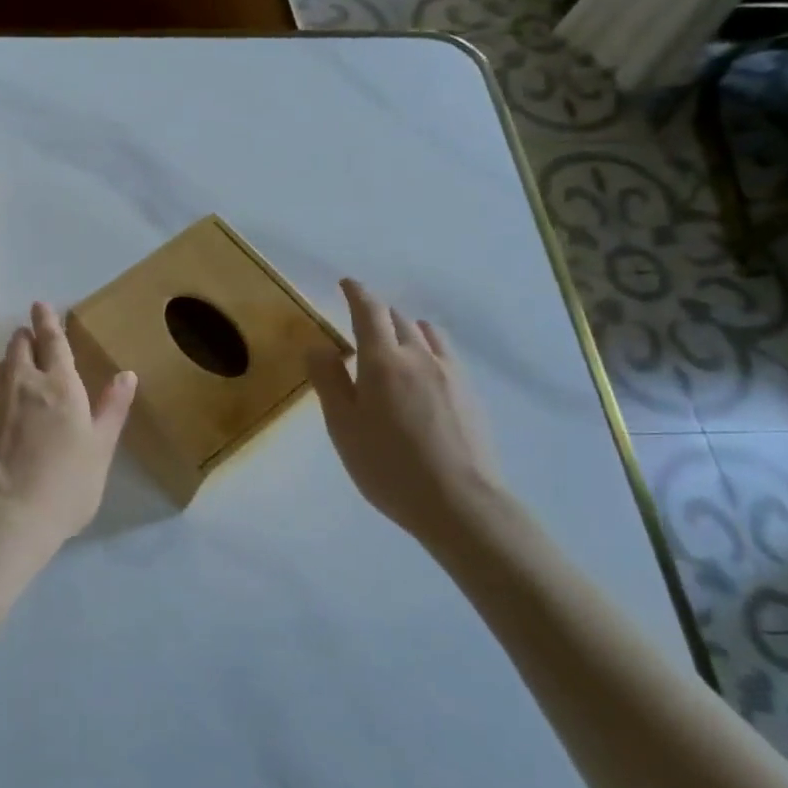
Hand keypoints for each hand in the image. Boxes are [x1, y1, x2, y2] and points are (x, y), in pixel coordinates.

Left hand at [0, 302, 136, 575]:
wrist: (6, 518)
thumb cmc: (66, 485)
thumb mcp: (100, 449)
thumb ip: (112, 410)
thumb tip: (127, 375)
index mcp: (60, 386)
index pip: (53, 343)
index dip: (47, 322)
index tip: (40, 305)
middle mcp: (24, 386)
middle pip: (20, 348)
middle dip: (26, 336)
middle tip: (29, 333)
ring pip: (0, 368)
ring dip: (10, 360)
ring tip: (17, 364)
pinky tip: (4, 408)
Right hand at [307, 279, 504, 545]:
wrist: (460, 503)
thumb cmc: (388, 466)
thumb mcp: (343, 427)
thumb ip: (329, 381)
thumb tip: (318, 346)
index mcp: (382, 361)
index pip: (369, 311)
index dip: (356, 293)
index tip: (346, 283)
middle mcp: (419, 356)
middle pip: (398, 318)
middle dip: (377, 311)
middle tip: (361, 320)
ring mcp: (450, 373)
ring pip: (425, 333)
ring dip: (405, 327)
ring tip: (393, 341)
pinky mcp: (470, 393)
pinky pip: (445, 353)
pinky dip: (427, 346)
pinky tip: (424, 368)